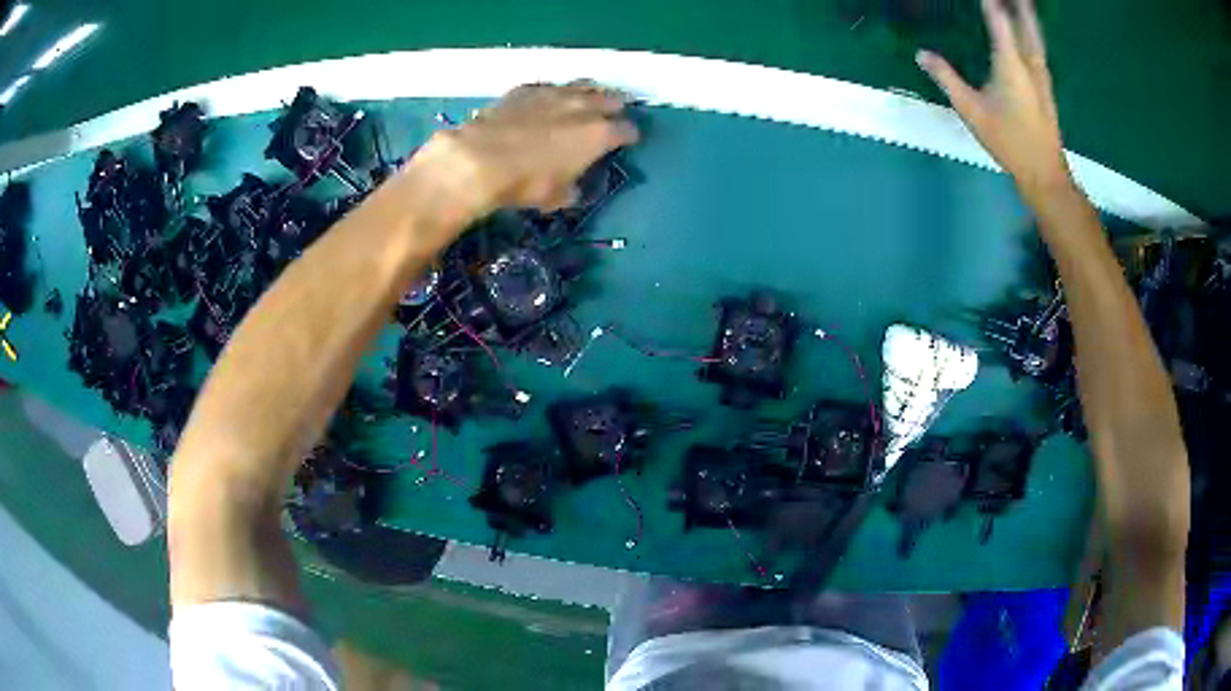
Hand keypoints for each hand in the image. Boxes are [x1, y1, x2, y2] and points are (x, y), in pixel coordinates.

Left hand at [407, 81, 638, 222]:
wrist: (482, 158)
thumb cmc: (526, 183)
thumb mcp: (555, 197)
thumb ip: (571, 189)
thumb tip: (572, 189)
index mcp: (599, 135)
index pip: (626, 130)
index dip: (629, 136)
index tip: (629, 140)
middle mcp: (583, 107)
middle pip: (609, 100)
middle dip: (614, 107)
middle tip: (614, 113)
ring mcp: (554, 93)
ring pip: (582, 85)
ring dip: (590, 92)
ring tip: (590, 97)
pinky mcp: (527, 89)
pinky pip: (549, 86)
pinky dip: (554, 92)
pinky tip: (550, 97)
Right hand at [916, 0, 1071, 201]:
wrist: (1044, 172)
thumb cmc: (1008, 141)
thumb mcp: (971, 110)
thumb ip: (946, 78)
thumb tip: (921, 54)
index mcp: (1010, 64)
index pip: (998, 20)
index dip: (990, 3)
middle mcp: (1029, 63)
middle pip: (1025, 24)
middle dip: (1019, 5)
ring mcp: (1042, 76)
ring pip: (1036, 36)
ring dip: (1028, 17)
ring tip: (1023, 4)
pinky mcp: (1047, 87)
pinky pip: (1039, 50)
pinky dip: (1033, 35)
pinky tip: (1030, 36)